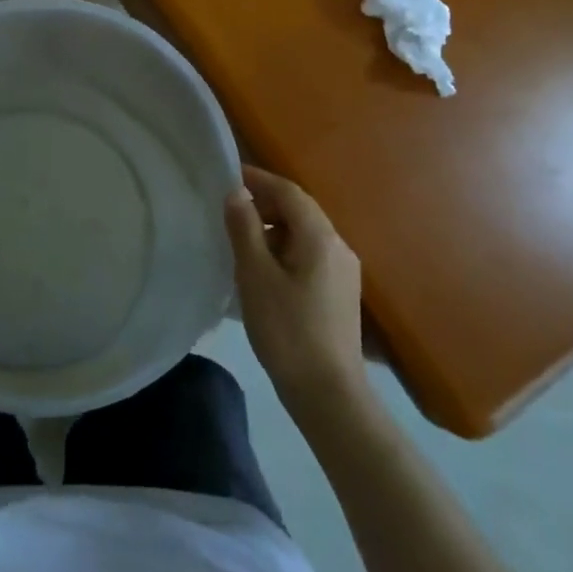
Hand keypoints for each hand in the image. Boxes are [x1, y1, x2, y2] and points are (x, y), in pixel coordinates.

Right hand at [225, 165, 367, 418]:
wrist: (329, 395)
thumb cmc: (287, 330)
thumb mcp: (255, 275)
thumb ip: (245, 228)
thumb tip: (236, 192)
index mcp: (320, 236)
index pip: (288, 192)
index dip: (258, 179)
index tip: (228, 177)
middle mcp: (338, 245)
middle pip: (300, 210)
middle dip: (266, 205)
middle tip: (230, 212)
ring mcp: (344, 271)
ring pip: (305, 234)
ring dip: (275, 230)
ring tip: (242, 244)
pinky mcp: (342, 293)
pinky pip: (311, 256)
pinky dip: (286, 251)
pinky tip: (265, 272)